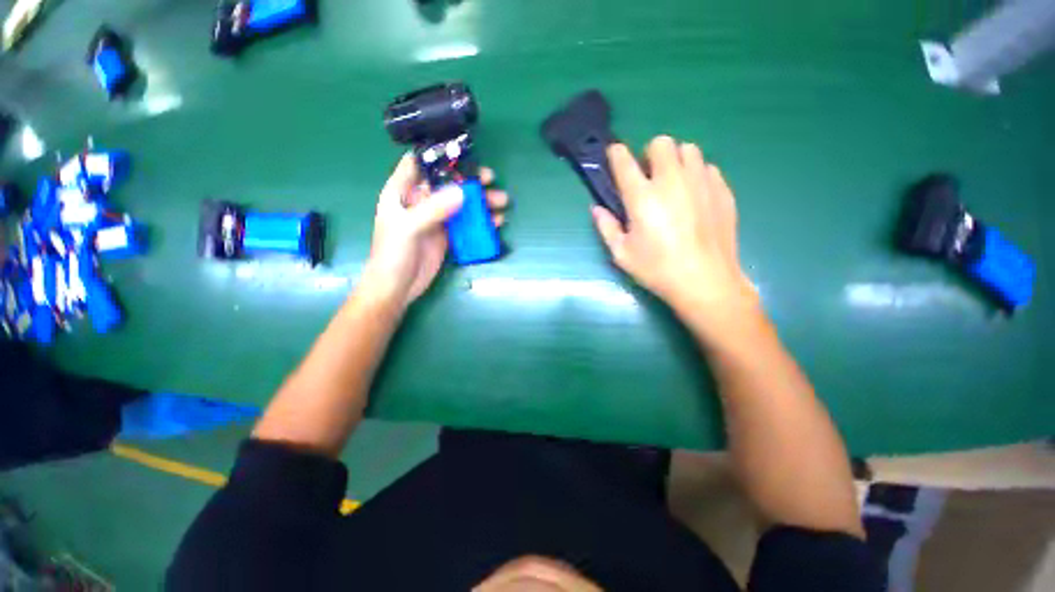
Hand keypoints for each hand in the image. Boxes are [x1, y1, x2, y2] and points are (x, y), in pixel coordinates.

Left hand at [361, 154, 508, 307]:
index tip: (462, 151)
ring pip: (461, 202)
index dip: (438, 154)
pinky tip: (496, 221)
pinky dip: (481, 220)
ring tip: (500, 201)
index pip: (419, 163)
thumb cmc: (393, 255)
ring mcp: (436, 218)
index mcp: (403, 192)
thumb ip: (433, 209)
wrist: (397, 287)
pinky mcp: (447, 235)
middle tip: (490, 178)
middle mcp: (421, 201)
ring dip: (480, 201)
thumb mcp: (409, 228)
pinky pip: (466, 222)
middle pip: (447, 182)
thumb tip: (463, 192)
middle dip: (469, 178)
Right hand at [592, 136, 757, 328]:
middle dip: (650, 154)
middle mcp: (671, 180)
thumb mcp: (622, 254)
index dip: (616, 154)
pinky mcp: (722, 190)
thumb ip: (606, 227)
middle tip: (648, 177)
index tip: (614, 155)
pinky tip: (695, 196)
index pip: (624, 161)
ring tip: (674, 183)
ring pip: (688, 149)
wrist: (705, 281)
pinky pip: (708, 167)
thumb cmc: (657, 269)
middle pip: (661, 143)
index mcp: (642, 197)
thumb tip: (596, 209)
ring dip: (676, 160)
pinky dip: (697, 174)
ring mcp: (700, 182)